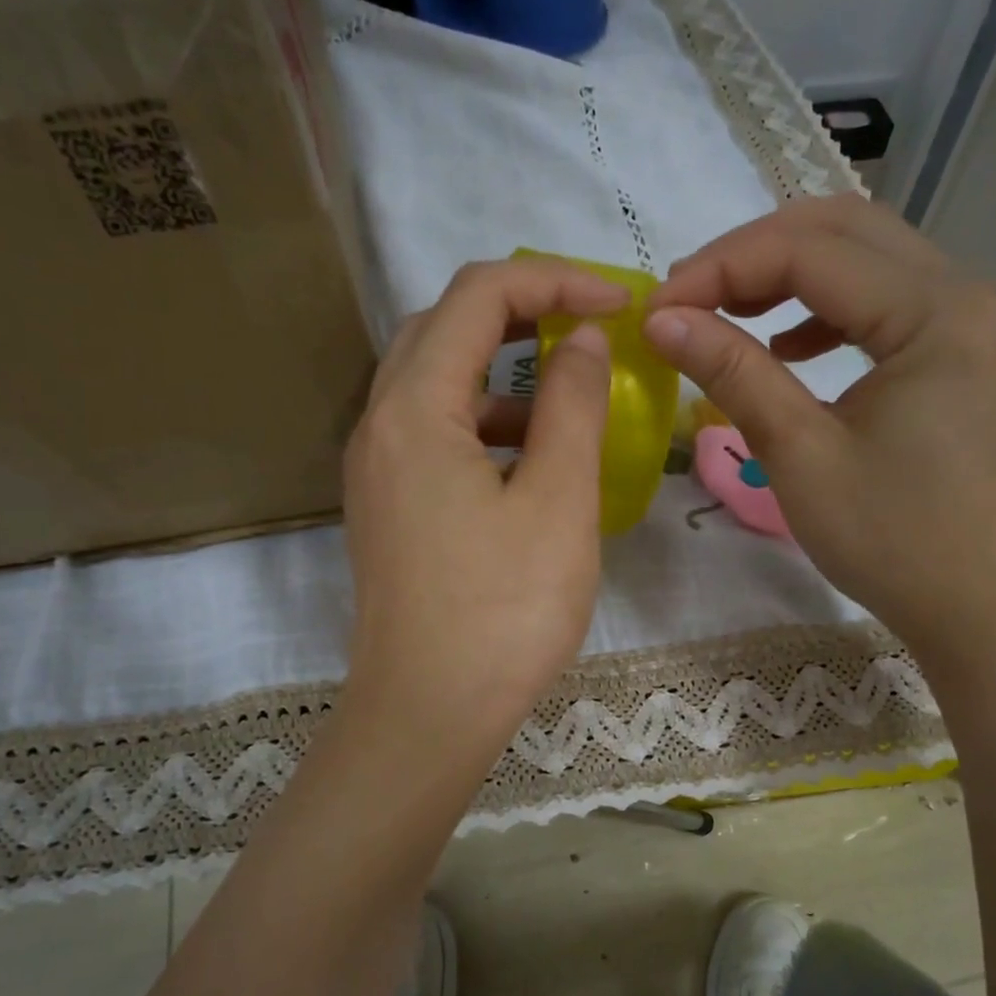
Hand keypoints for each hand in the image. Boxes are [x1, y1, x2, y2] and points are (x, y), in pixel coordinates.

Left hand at [340, 257, 625, 763]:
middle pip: (444, 328)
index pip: (479, 295)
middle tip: (589, 329)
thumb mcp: (558, 500)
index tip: (619, 304)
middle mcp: (379, 425)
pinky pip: (434, 436)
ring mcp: (376, 470)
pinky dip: (485, 426)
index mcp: (413, 409)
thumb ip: (572, 404)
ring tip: (569, 403)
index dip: (554, 279)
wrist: (428, 715)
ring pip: (437, 384)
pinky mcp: (387, 508)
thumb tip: (582, 337)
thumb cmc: (503, 611)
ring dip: (503, 374)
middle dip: (522, 311)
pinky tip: (531, 465)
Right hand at [644, 195, 995, 653]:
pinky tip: (786, 346)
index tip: (655, 309)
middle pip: (844, 230)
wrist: (981, 609)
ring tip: (721, 313)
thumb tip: (661, 319)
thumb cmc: (893, 542)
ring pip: (864, 259)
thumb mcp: (801, 455)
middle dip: (752, 256)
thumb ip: (733, 373)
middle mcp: (966, 293)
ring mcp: (971, 320)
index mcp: (938, 311)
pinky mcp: (961, 352)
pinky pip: (883, 302)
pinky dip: (824, 310)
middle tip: (684, 298)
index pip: (811, 252)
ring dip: (786, 275)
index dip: (720, 270)